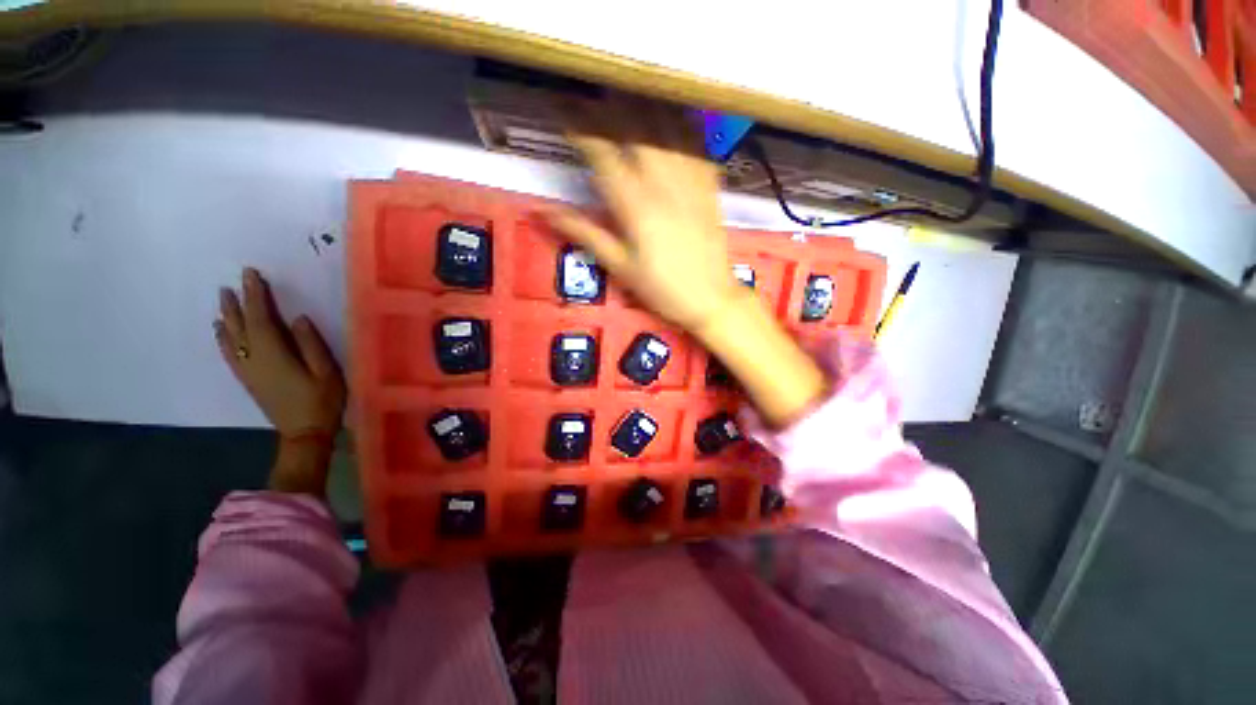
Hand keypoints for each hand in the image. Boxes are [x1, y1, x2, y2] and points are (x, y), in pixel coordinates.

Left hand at [214, 268, 345, 494]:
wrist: (303, 433)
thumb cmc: (321, 401)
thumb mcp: (326, 372)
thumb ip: (311, 345)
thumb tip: (298, 319)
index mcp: (274, 355)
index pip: (261, 319)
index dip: (256, 296)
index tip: (252, 275)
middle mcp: (253, 359)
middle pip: (241, 326)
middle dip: (238, 302)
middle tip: (234, 282)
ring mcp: (247, 370)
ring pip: (231, 338)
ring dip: (227, 317)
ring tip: (223, 299)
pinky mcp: (247, 379)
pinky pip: (228, 353)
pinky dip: (222, 338)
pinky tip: (220, 330)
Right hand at [548, 99, 827, 426]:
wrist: (711, 298)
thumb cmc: (662, 289)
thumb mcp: (619, 268)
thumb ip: (585, 234)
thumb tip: (544, 213)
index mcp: (635, 205)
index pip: (601, 150)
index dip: (577, 124)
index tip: (559, 108)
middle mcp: (663, 182)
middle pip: (632, 125)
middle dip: (605, 105)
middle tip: (587, 99)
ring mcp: (690, 179)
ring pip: (665, 125)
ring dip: (640, 106)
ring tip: (621, 98)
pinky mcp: (709, 183)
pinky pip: (695, 140)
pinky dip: (677, 121)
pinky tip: (666, 117)